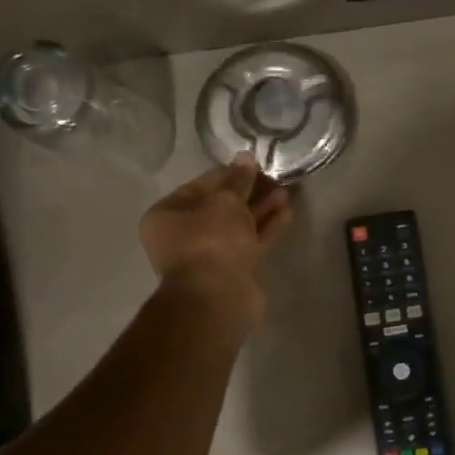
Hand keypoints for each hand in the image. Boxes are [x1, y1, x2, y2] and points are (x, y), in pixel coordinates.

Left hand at [139, 155, 292, 320]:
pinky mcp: (230, 270)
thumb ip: (238, 179)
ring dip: (261, 210)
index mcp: (168, 214)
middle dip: (249, 193)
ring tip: (287, 194)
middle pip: (220, 207)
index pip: (201, 185)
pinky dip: (265, 229)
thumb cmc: (212, 240)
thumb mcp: (226, 201)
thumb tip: (245, 158)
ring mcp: (207, 255)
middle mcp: (183, 235)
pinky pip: (249, 243)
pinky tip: (286, 214)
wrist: (217, 297)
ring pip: (237, 226)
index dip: (230, 173)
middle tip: (275, 179)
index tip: (256, 165)